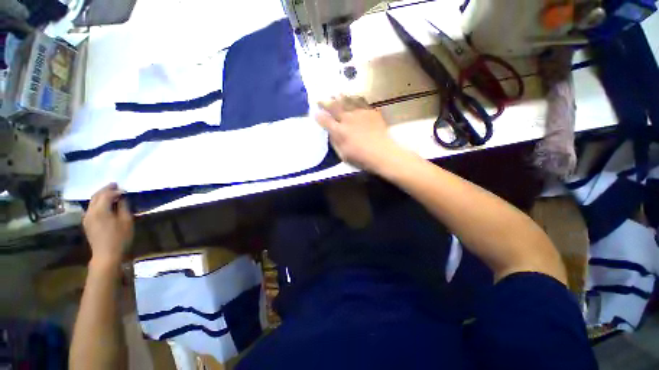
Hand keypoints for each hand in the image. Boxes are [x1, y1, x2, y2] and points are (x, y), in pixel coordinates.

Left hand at [83, 183, 133, 267]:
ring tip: (111, 193)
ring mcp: (87, 218)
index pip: (106, 194)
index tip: (125, 190)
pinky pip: (91, 208)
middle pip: (96, 196)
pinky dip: (98, 202)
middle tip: (115, 185)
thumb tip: (122, 198)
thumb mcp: (126, 221)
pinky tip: (105, 204)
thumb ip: (123, 207)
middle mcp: (90, 212)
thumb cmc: (120, 238)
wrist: (106, 255)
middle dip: (105, 189)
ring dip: (101, 195)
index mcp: (100, 210)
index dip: (115, 190)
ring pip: (92, 201)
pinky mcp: (87, 223)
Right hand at [316, 95, 400, 171]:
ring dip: (339, 97)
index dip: (318, 116)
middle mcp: (348, 119)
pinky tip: (353, 97)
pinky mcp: (370, 111)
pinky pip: (361, 101)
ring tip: (335, 93)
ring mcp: (360, 113)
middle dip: (325, 102)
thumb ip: (335, 142)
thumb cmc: (361, 158)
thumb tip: (331, 133)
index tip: (314, 112)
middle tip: (320, 98)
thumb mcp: (343, 155)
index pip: (325, 121)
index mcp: (339, 131)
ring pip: (347, 100)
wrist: (382, 153)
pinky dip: (355, 98)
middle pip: (333, 106)